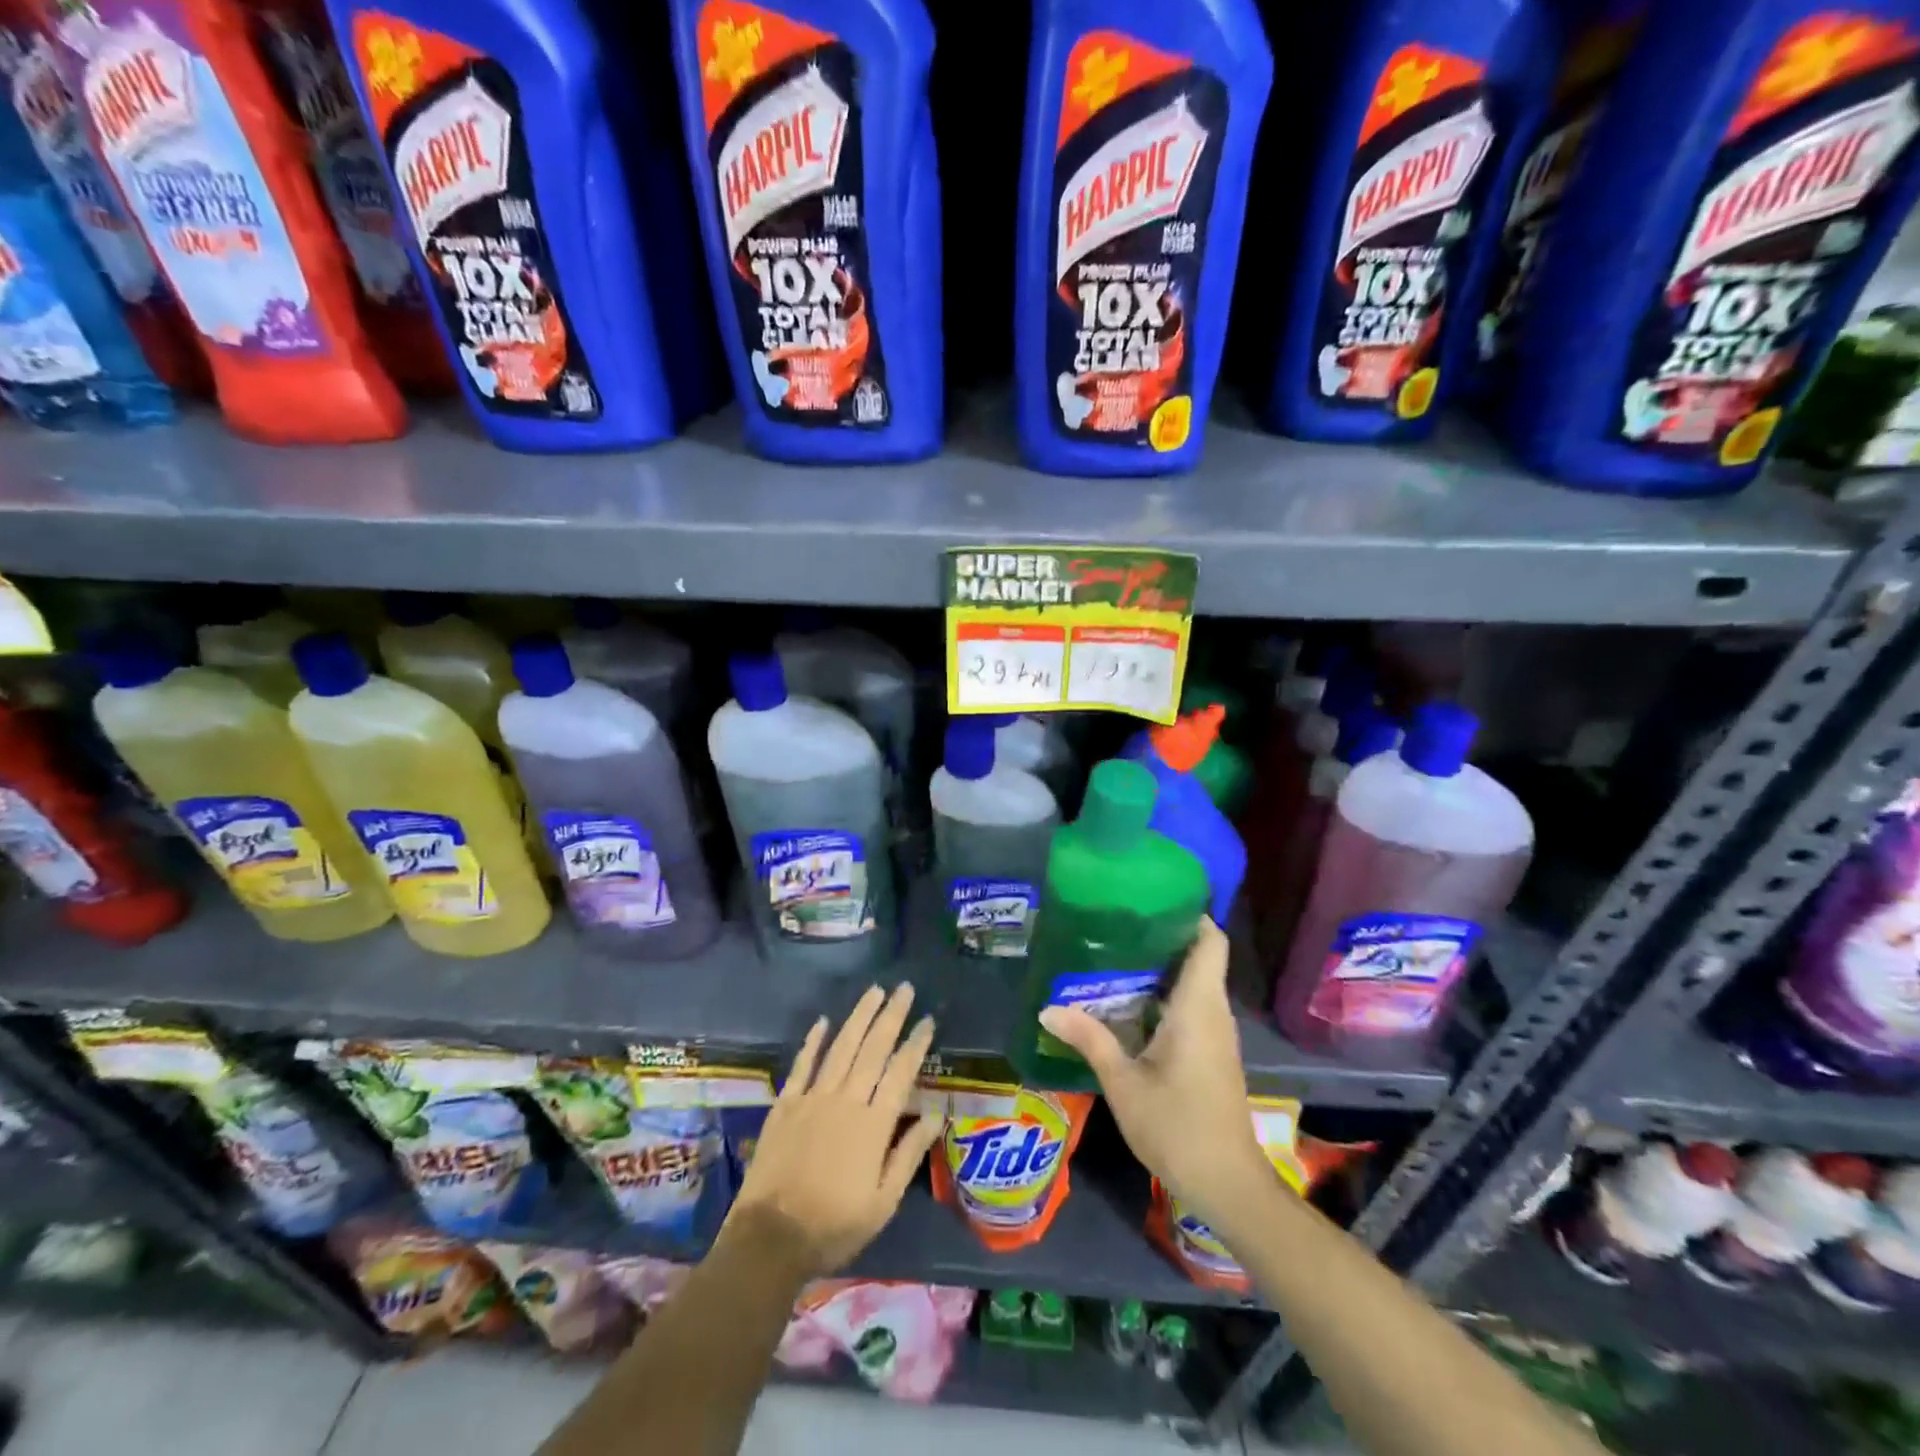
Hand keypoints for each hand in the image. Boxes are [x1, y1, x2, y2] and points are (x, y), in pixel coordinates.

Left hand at [725, 983, 940, 1278]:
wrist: (770, 1239)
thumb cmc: (834, 1226)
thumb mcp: (883, 1202)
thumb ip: (909, 1153)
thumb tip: (935, 1114)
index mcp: (873, 1125)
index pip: (900, 1073)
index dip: (916, 1044)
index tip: (928, 1020)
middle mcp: (845, 1101)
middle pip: (873, 1049)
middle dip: (891, 1016)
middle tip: (905, 988)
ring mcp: (812, 1099)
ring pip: (841, 1047)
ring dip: (859, 1017)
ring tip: (874, 991)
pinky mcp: (785, 1105)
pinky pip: (802, 1065)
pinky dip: (813, 1041)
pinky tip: (823, 1021)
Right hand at [1038, 919, 1271, 1228]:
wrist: (1228, 1185)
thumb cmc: (1177, 1126)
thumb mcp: (1123, 1082)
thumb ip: (1089, 1040)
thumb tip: (1047, 1008)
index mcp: (1198, 1006)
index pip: (1210, 941)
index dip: (1189, 914)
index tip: (1150, 899)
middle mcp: (1213, 1011)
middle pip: (1198, 956)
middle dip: (1160, 937)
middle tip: (1114, 925)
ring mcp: (1216, 1034)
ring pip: (1193, 983)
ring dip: (1159, 968)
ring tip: (1112, 956)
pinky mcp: (1212, 1053)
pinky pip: (1190, 1007)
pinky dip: (1163, 995)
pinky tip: (1126, 1003)